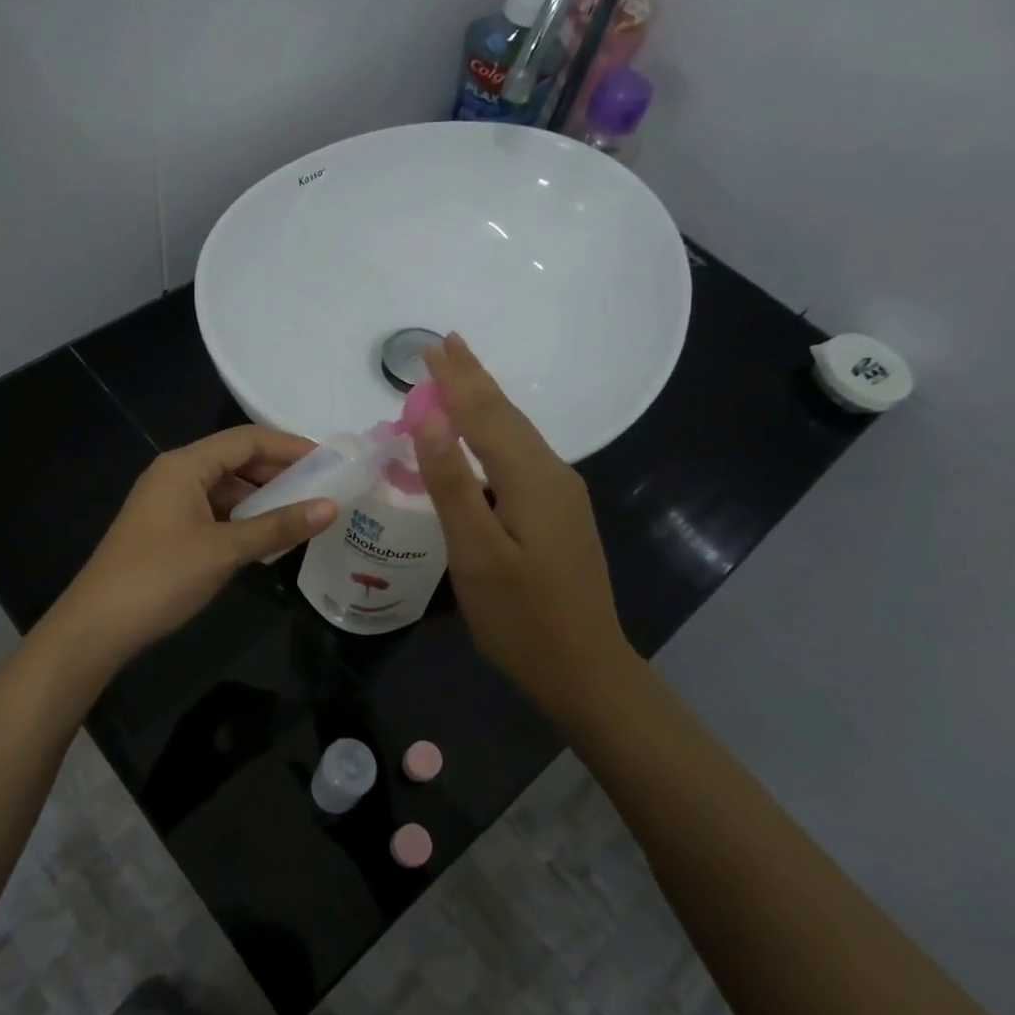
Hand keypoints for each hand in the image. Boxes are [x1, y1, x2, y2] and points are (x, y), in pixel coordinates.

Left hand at [41, 425, 337, 672]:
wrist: (97, 626)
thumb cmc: (161, 577)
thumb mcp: (225, 550)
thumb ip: (278, 526)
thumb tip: (331, 507)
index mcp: (185, 464)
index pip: (247, 439)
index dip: (290, 447)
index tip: (331, 461)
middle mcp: (176, 473)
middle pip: (237, 460)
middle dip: (280, 472)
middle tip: (324, 487)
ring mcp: (169, 502)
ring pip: (227, 488)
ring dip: (263, 498)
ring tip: (304, 512)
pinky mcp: (168, 529)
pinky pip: (215, 511)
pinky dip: (244, 518)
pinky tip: (268, 536)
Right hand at [411, 333, 637, 712]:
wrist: (585, 670)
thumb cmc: (521, 617)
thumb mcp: (476, 552)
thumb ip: (451, 482)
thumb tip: (430, 415)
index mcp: (531, 478)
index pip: (486, 413)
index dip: (456, 379)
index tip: (431, 345)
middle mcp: (553, 475)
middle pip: (507, 415)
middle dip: (474, 378)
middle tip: (445, 344)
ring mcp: (561, 496)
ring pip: (517, 435)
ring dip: (484, 403)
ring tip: (459, 377)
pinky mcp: (559, 515)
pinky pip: (520, 458)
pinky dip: (494, 435)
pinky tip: (481, 439)